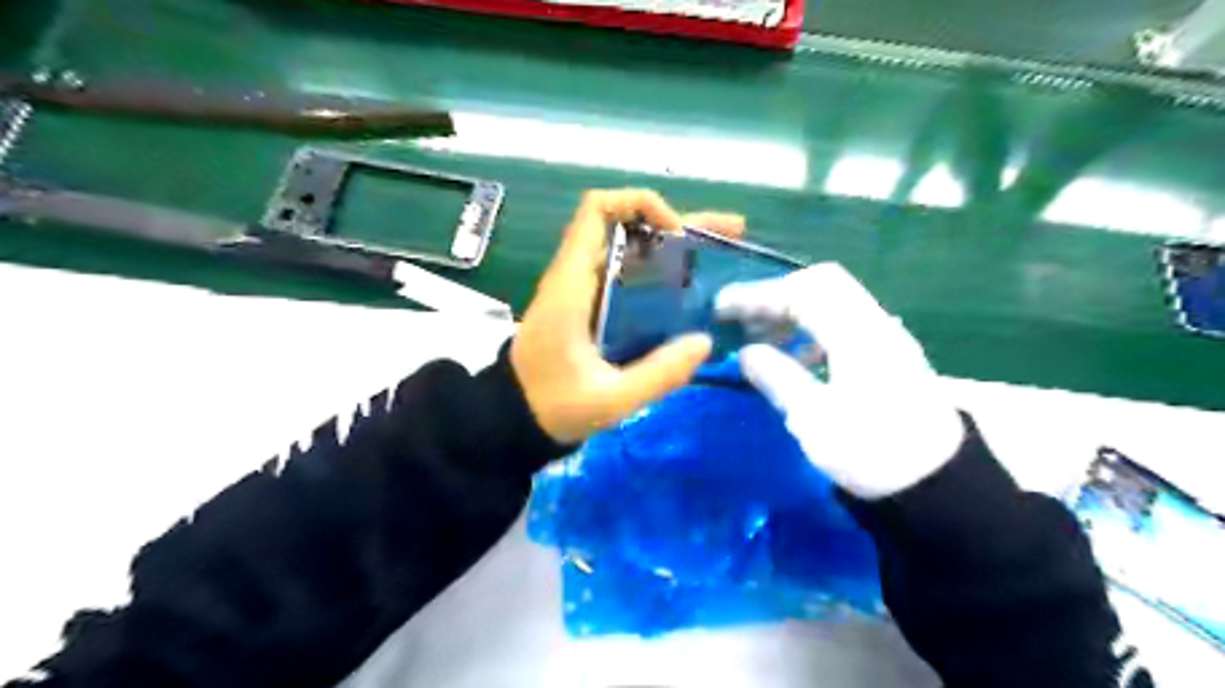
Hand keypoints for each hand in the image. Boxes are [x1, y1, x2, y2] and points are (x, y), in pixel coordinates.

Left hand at [509, 189, 747, 444]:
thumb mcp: (610, 400)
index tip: (678, 233)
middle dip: (678, 223)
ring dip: (672, 245)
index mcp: (571, 284)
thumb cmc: (553, 406)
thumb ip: (658, 374)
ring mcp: (581, 288)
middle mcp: (575, 275)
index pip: (596, 210)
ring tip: (719, 256)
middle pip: (625, 224)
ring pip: (628, 247)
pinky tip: (688, 289)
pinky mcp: (587, 304)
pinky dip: (659, 270)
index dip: (640, 204)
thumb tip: (704, 342)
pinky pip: (626, 273)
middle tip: (729, 233)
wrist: (513, 416)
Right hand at [720, 264, 965, 498]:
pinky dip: (814, 328)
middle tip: (743, 319)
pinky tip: (800, 357)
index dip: (757, 295)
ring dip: (795, 310)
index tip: (722, 309)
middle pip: (821, 284)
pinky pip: (845, 322)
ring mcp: (886, 337)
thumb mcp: (815, 419)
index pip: (802, 291)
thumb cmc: (873, 452)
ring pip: (834, 301)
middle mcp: (874, 324)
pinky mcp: (890, 355)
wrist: (939, 485)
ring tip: (764, 337)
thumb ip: (778, 378)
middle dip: (776, 295)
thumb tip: (747, 353)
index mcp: (856, 335)